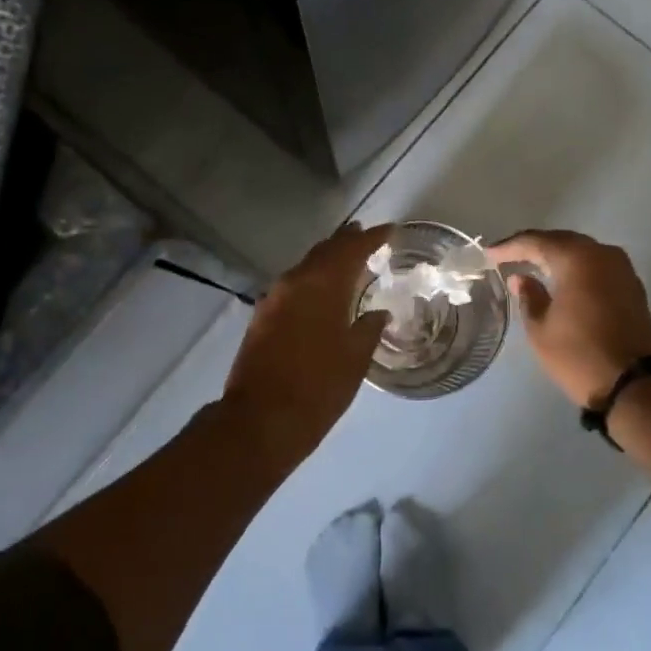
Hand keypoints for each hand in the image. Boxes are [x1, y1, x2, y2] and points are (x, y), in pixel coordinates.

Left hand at [221, 223, 391, 464]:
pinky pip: (292, 285)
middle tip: (366, 235)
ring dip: (326, 260)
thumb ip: (368, 328)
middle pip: (324, 251)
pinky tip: (320, 291)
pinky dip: (311, 280)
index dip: (373, 238)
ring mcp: (274, 298)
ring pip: (305, 267)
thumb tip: (377, 312)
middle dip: (346, 241)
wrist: (261, 420)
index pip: (352, 249)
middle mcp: (295, 282)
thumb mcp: (355, 359)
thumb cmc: (318, 388)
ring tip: (347, 260)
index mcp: (323, 285)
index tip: (390, 230)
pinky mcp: (261, 316)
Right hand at [490, 229, 650, 406]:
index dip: (510, 247)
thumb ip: (528, 297)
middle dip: (534, 247)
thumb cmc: (580, 355)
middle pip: (562, 241)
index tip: (489, 254)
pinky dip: (576, 269)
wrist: (637, 386)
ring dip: (556, 257)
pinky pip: (596, 266)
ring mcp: (622, 270)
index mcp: (577, 258)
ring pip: (582, 252)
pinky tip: (561, 281)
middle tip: (508, 256)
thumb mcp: (541, 329)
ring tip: (532, 266)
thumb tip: (521, 278)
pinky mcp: (632, 288)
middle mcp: (602, 254)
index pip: (536, 241)